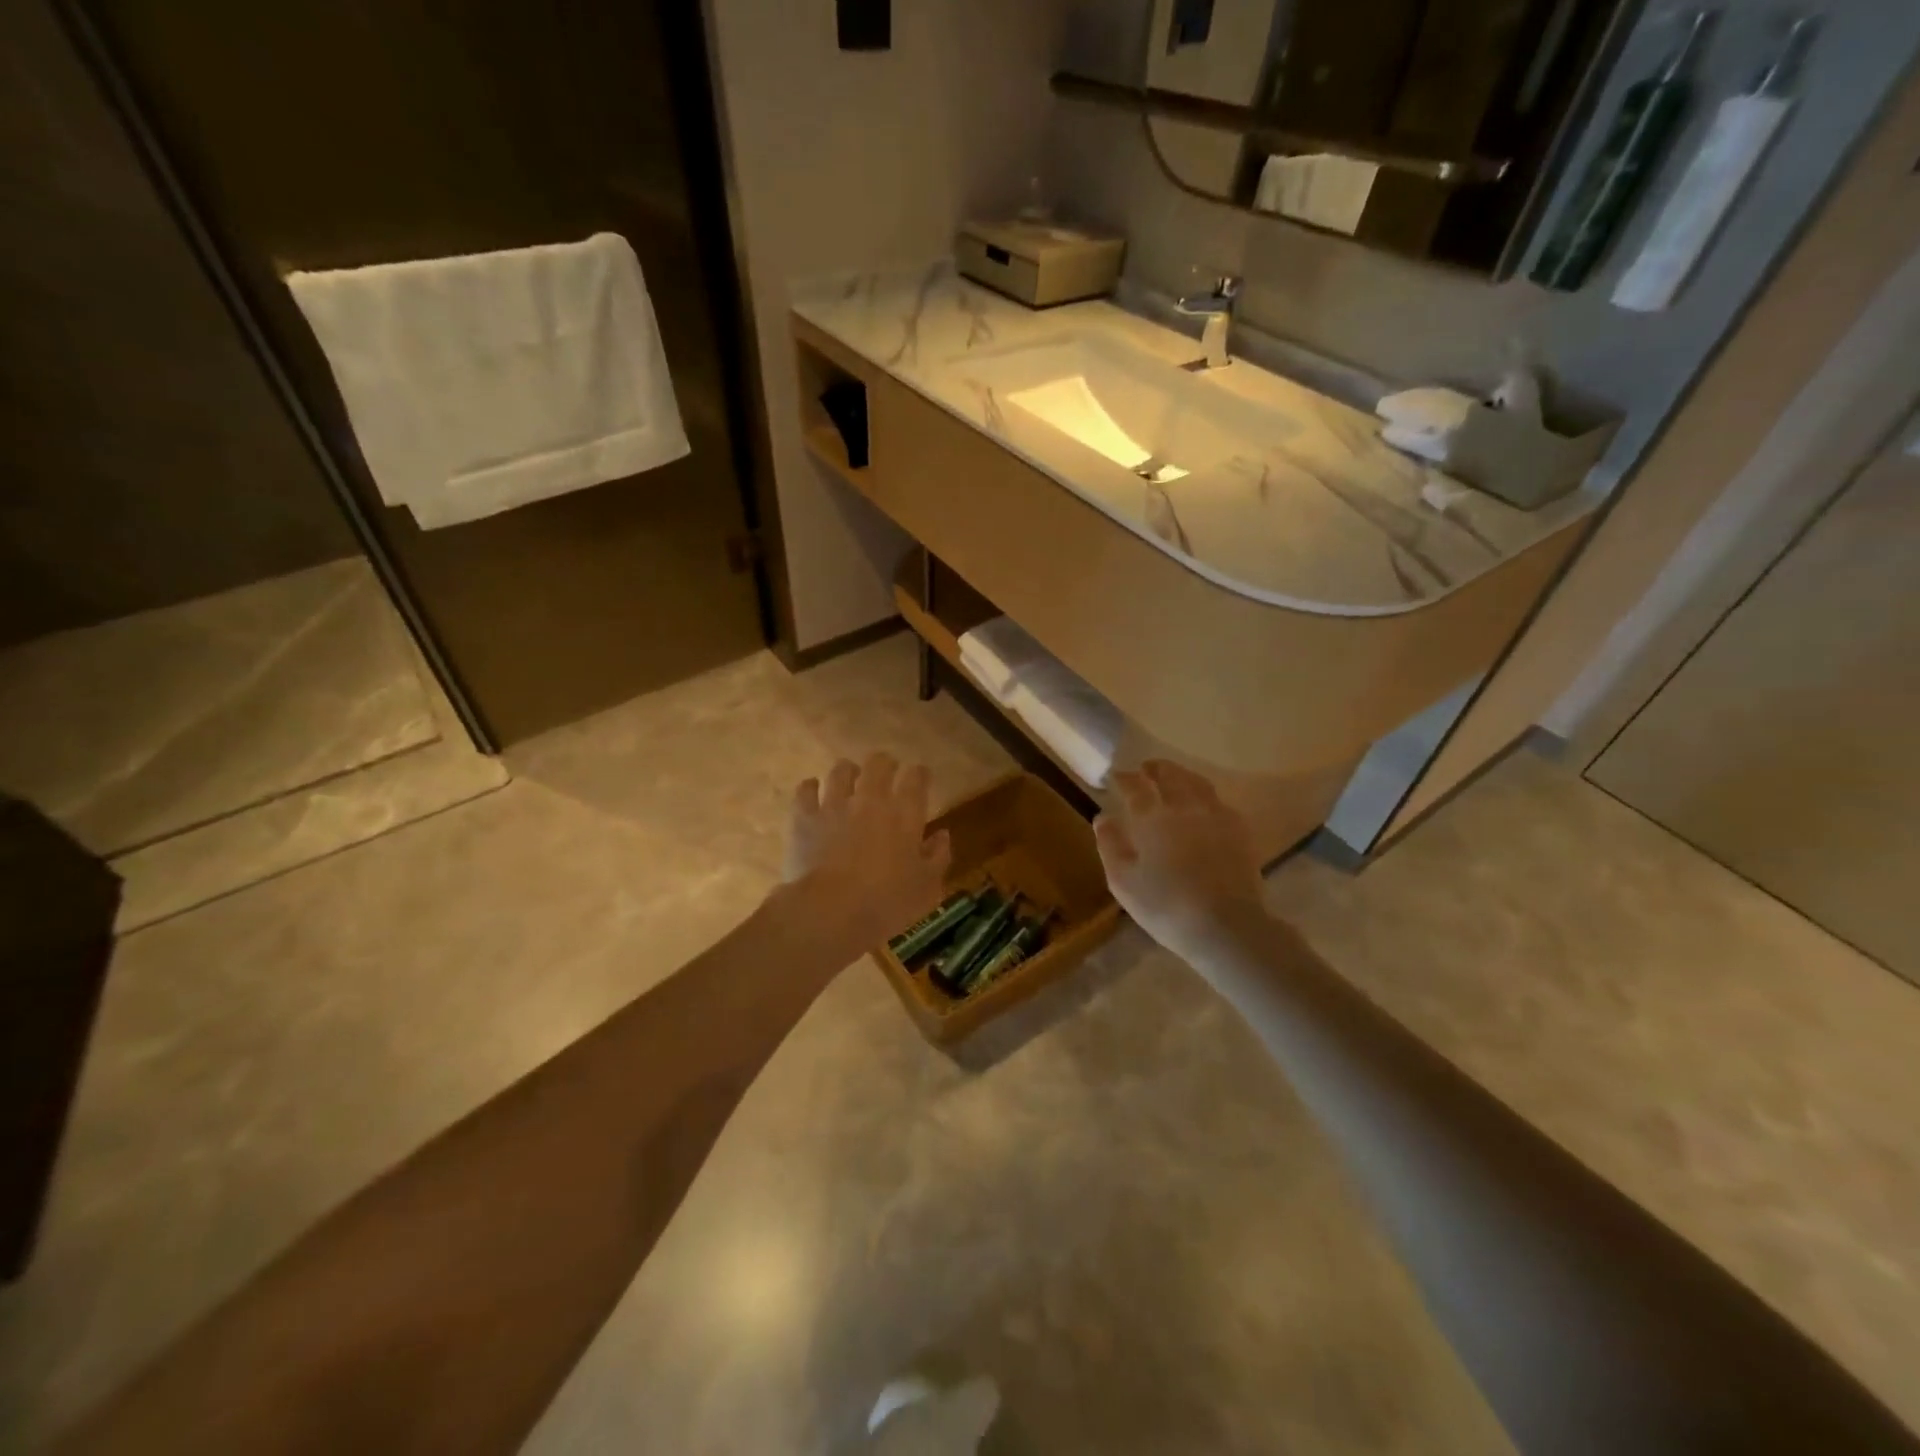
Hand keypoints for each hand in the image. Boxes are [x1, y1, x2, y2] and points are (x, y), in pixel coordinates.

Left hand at [778, 754, 951, 957]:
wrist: (831, 912)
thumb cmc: (887, 903)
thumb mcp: (927, 887)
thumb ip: (938, 856)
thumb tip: (942, 835)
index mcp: (905, 814)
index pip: (917, 778)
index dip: (920, 774)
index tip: (921, 778)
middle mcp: (871, 799)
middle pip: (879, 764)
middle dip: (885, 764)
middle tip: (886, 772)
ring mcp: (834, 805)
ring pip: (841, 771)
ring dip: (848, 771)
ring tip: (849, 778)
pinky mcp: (805, 818)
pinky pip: (806, 790)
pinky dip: (811, 787)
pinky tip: (813, 791)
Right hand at [1095, 761, 1267, 960]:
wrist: (1226, 926)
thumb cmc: (1166, 907)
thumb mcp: (1123, 882)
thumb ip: (1110, 845)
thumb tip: (1103, 818)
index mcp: (1152, 817)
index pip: (1134, 786)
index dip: (1124, 778)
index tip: (1116, 776)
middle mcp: (1184, 807)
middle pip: (1170, 775)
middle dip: (1155, 769)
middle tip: (1146, 769)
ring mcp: (1215, 816)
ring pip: (1197, 783)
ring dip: (1182, 775)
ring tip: (1174, 778)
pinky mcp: (1239, 830)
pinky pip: (1218, 801)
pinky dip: (1205, 796)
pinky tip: (1203, 806)